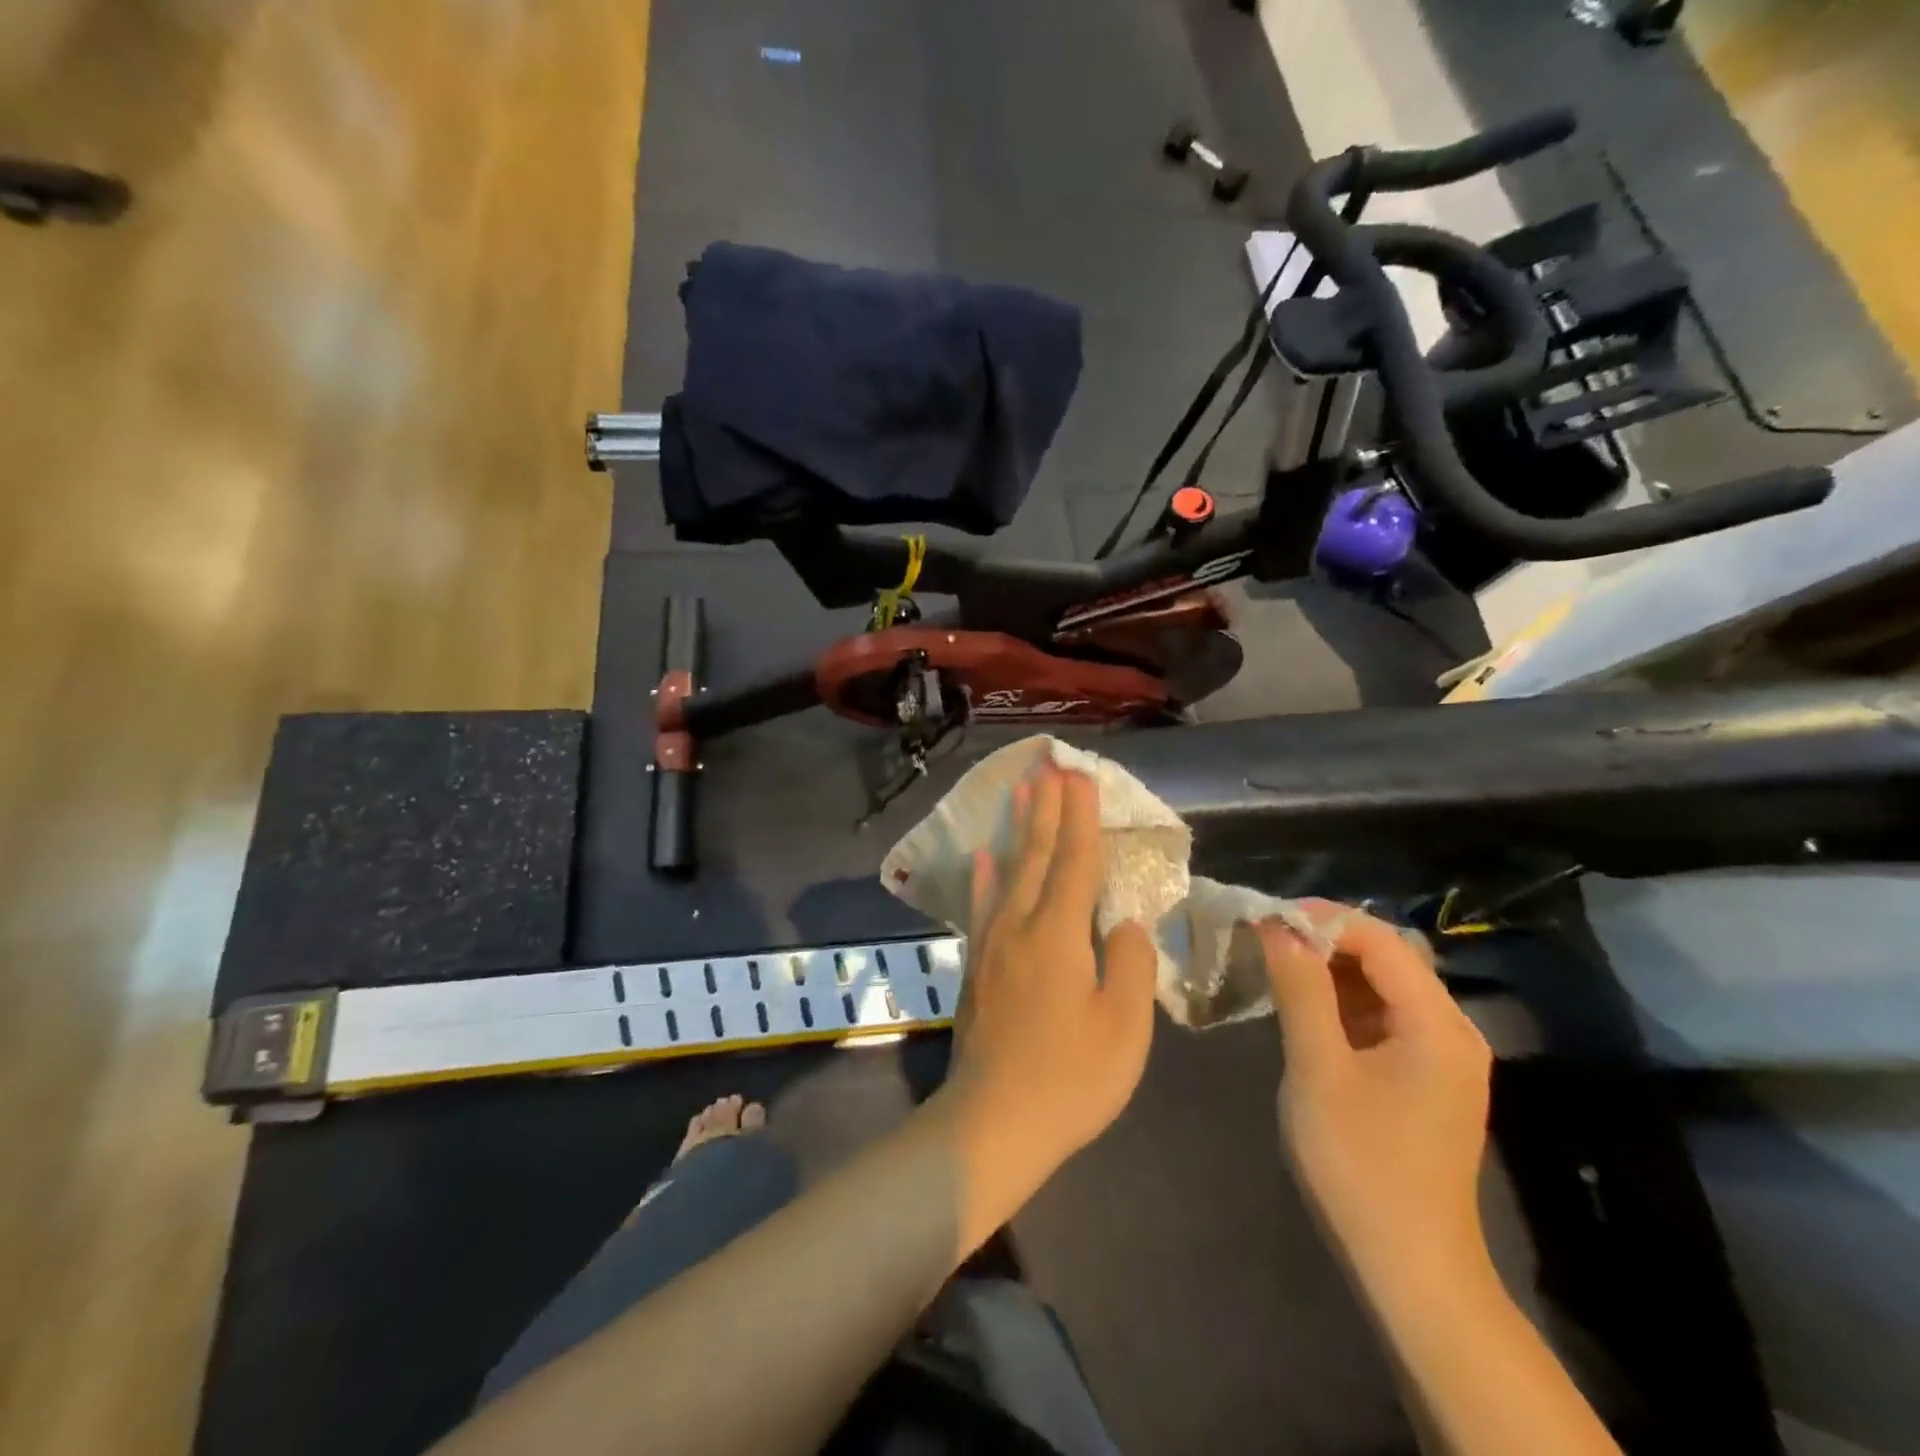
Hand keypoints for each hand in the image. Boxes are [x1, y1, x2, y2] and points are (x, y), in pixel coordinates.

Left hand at [938, 761, 1158, 1235]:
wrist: (993, 1122)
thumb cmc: (1070, 1079)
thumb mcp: (1125, 1028)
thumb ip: (1130, 965)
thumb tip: (1126, 923)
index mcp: (1059, 935)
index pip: (1075, 862)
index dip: (1080, 818)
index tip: (1080, 777)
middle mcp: (1020, 926)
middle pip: (1036, 855)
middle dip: (1046, 809)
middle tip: (1049, 766)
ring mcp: (992, 944)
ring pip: (1007, 871)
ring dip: (1017, 829)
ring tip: (1019, 791)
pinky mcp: (976, 966)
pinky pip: (982, 905)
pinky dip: (984, 876)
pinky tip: (983, 856)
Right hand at [1257, 903, 1492, 1291]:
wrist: (1411, 1266)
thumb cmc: (1360, 1163)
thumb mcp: (1318, 1069)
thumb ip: (1300, 990)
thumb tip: (1278, 928)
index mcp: (1438, 1024)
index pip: (1380, 940)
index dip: (1322, 919)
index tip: (1266, 919)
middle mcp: (1453, 1030)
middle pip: (1388, 957)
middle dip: (1325, 940)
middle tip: (1266, 940)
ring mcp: (1444, 1056)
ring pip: (1385, 985)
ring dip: (1332, 969)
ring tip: (1277, 967)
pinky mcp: (1427, 1077)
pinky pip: (1385, 1017)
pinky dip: (1344, 1002)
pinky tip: (1307, 1010)